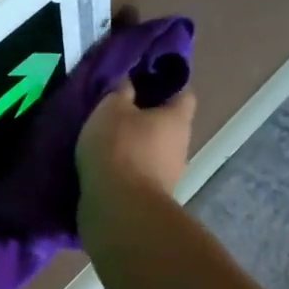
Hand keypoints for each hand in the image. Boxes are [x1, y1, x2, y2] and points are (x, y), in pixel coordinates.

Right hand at [76, 77, 196, 224]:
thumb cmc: (119, 148)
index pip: (183, 93)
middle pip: (167, 125)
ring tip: (106, 141)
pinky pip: (140, 174)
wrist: (119, 209)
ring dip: (135, 147)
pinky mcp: (152, 199)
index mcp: (177, 119)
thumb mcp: (111, 109)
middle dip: (146, 118)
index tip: (144, 79)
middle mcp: (181, 146)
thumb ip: (120, 91)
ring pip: (154, 152)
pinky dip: (126, 169)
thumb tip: (128, 82)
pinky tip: (105, 167)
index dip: (166, 83)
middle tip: (118, 111)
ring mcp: (169, 176)